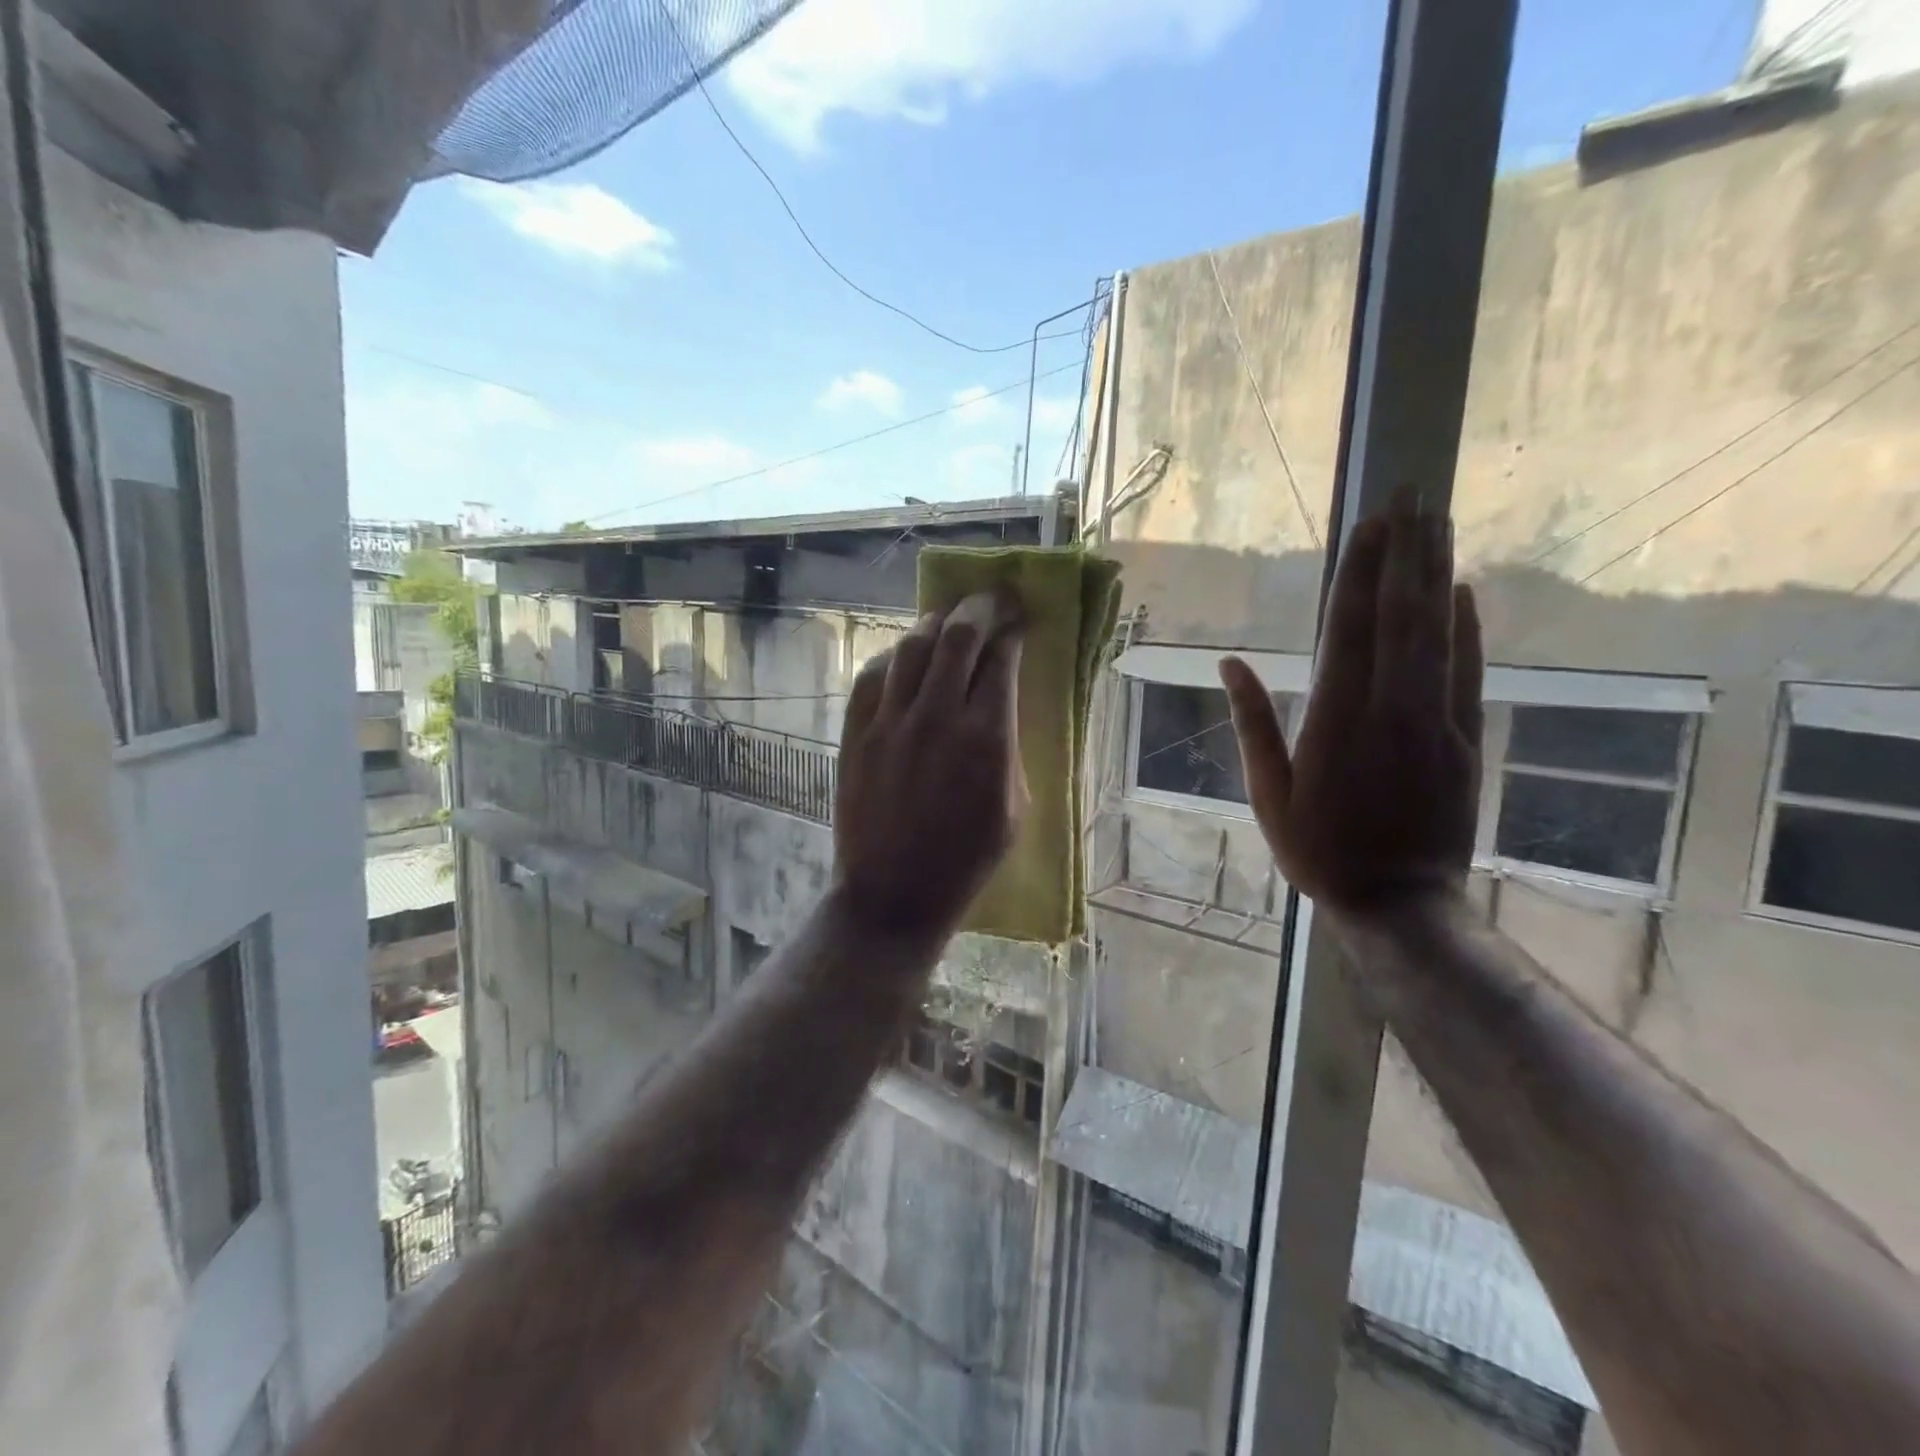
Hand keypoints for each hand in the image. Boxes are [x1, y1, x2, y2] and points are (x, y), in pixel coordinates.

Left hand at [833, 592, 1026, 938]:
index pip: (1001, 659)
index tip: (1020, 622)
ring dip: (937, 623)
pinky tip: (906, 657)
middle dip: (981, 607)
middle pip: (958, 635)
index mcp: (986, 738)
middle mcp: (937, 716)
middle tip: (993, 600)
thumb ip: (1010, 747)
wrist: (893, 894)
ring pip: (912, 645)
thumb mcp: (1014, 809)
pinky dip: (895, 656)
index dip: (1013, 631)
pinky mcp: (856, 732)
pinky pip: (874, 674)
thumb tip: (1003, 704)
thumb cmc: (966, 862)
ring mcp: (889, 721)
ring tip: (950, 618)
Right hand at [1220, 492, 1482, 917]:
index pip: (1348, 628)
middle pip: (1400, 614)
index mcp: (1335, 719)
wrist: (1399, 901)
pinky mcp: (1463, 737)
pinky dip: (1466, 626)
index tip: (1369, 522)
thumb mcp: (1267, 792)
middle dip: (1404, 551)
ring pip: (1438, 632)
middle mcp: (1389, 707)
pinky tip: (1463, 590)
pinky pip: (1466, 670)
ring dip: (1436, 573)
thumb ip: (1253, 723)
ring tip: (1437, 521)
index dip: (1359, 572)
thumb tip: (1230, 665)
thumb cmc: (1318, 849)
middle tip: (1412, 493)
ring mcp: (1434, 719)